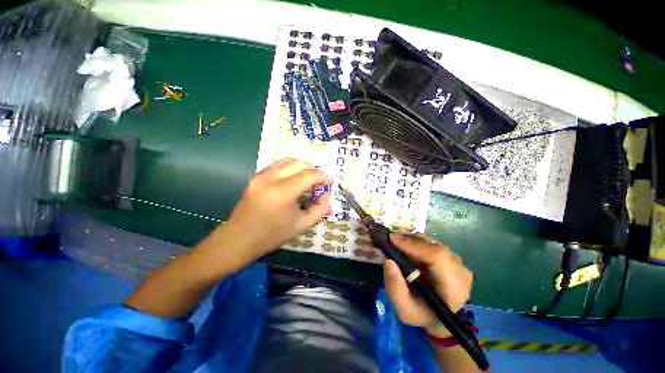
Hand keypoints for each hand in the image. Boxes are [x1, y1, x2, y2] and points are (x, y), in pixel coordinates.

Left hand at [202, 159, 331, 270]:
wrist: (239, 239)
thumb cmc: (272, 235)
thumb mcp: (302, 225)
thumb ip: (320, 208)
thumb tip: (327, 194)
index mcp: (283, 193)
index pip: (309, 175)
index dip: (323, 177)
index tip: (329, 183)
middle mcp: (271, 178)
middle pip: (300, 164)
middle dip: (314, 171)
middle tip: (319, 184)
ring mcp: (261, 175)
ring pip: (288, 161)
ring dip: (302, 168)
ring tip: (307, 180)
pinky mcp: (256, 176)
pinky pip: (277, 165)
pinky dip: (290, 168)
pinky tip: (293, 180)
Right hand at [383, 233, 472, 336]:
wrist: (439, 318)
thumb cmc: (422, 315)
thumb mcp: (404, 310)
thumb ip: (395, 288)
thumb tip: (388, 261)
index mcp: (453, 287)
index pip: (438, 257)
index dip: (414, 245)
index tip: (392, 239)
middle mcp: (460, 271)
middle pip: (434, 247)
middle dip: (409, 241)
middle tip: (390, 240)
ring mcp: (458, 263)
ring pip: (432, 243)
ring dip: (412, 241)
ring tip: (396, 243)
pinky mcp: (452, 257)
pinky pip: (433, 244)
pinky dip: (417, 243)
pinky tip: (406, 247)